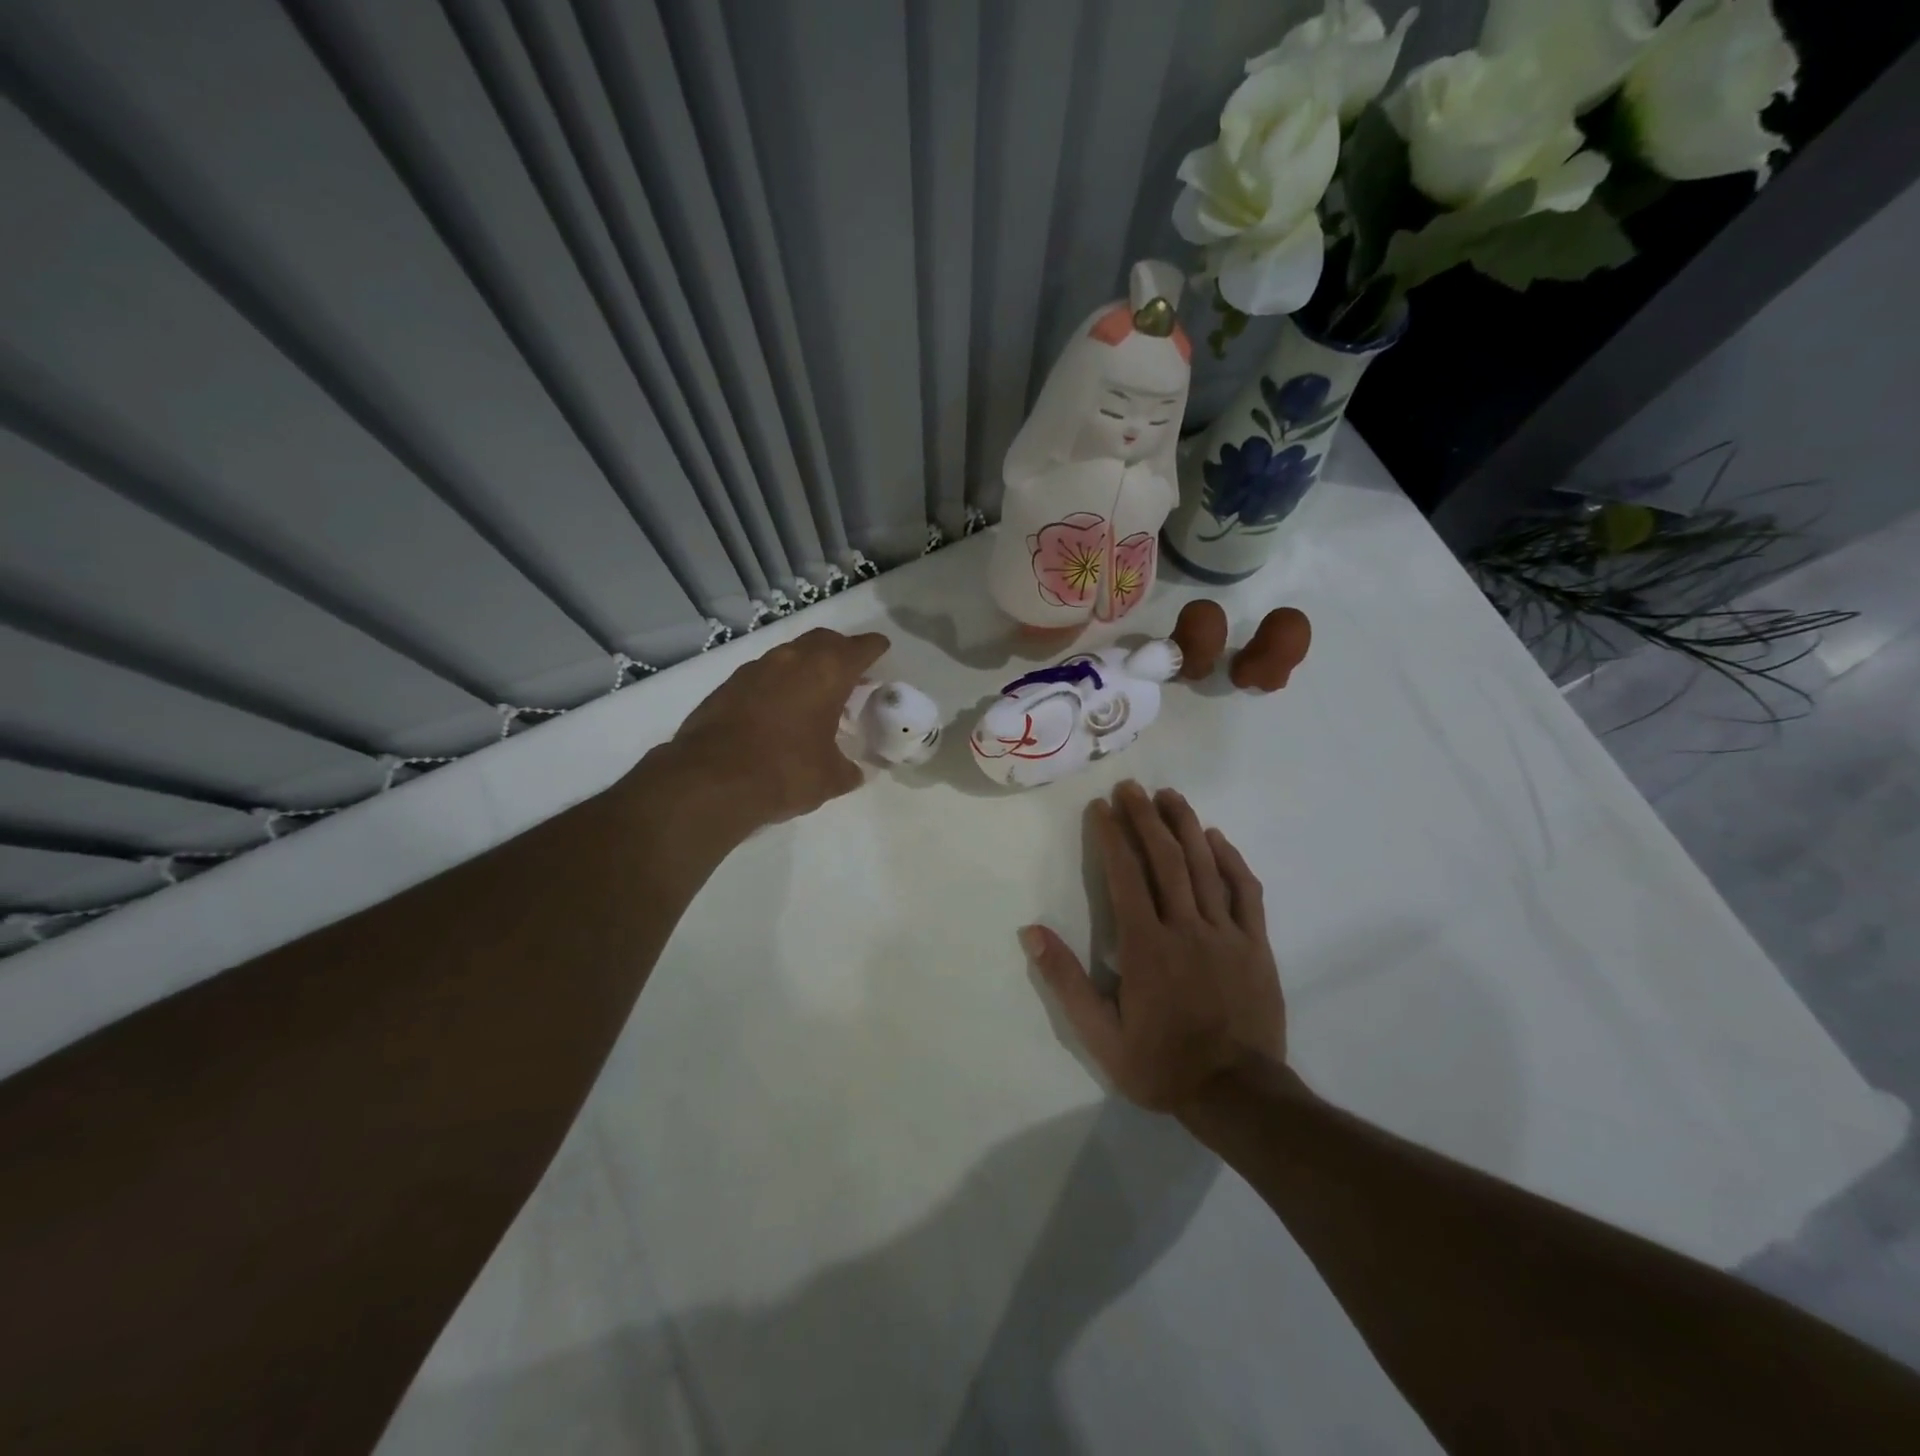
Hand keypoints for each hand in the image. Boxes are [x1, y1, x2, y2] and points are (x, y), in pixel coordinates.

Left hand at [667, 627, 889, 827]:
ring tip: (814, 692)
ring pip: (790, 655)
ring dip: (806, 666)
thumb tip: (853, 772)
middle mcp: (792, 660)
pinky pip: (763, 674)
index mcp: (826, 673)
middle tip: (851, 670)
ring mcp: (755, 669)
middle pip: (823, 640)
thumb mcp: (830, 778)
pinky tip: (779, 709)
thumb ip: (847, 769)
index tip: (881, 647)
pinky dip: (778, 684)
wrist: (711, 780)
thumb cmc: (785, 772)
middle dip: (840, 650)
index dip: (874, 647)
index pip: (859, 648)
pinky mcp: (728, 686)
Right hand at [1023, 782, 1285, 1111]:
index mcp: (1146, 946)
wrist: (1237, 1095)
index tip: (1100, 807)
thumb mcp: (1101, 1034)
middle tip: (1131, 787)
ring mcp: (1226, 933)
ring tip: (1170, 795)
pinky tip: (1217, 838)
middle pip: (1166, 859)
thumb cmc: (1161, 1064)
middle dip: (1145, 818)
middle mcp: (1186, 927)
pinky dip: (1231, 860)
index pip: (1125, 875)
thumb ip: (1066, 980)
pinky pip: (1246, 892)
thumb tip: (1032, 932)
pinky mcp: (1256, 945)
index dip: (1111, 836)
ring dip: (1186, 826)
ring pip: (1205, 867)